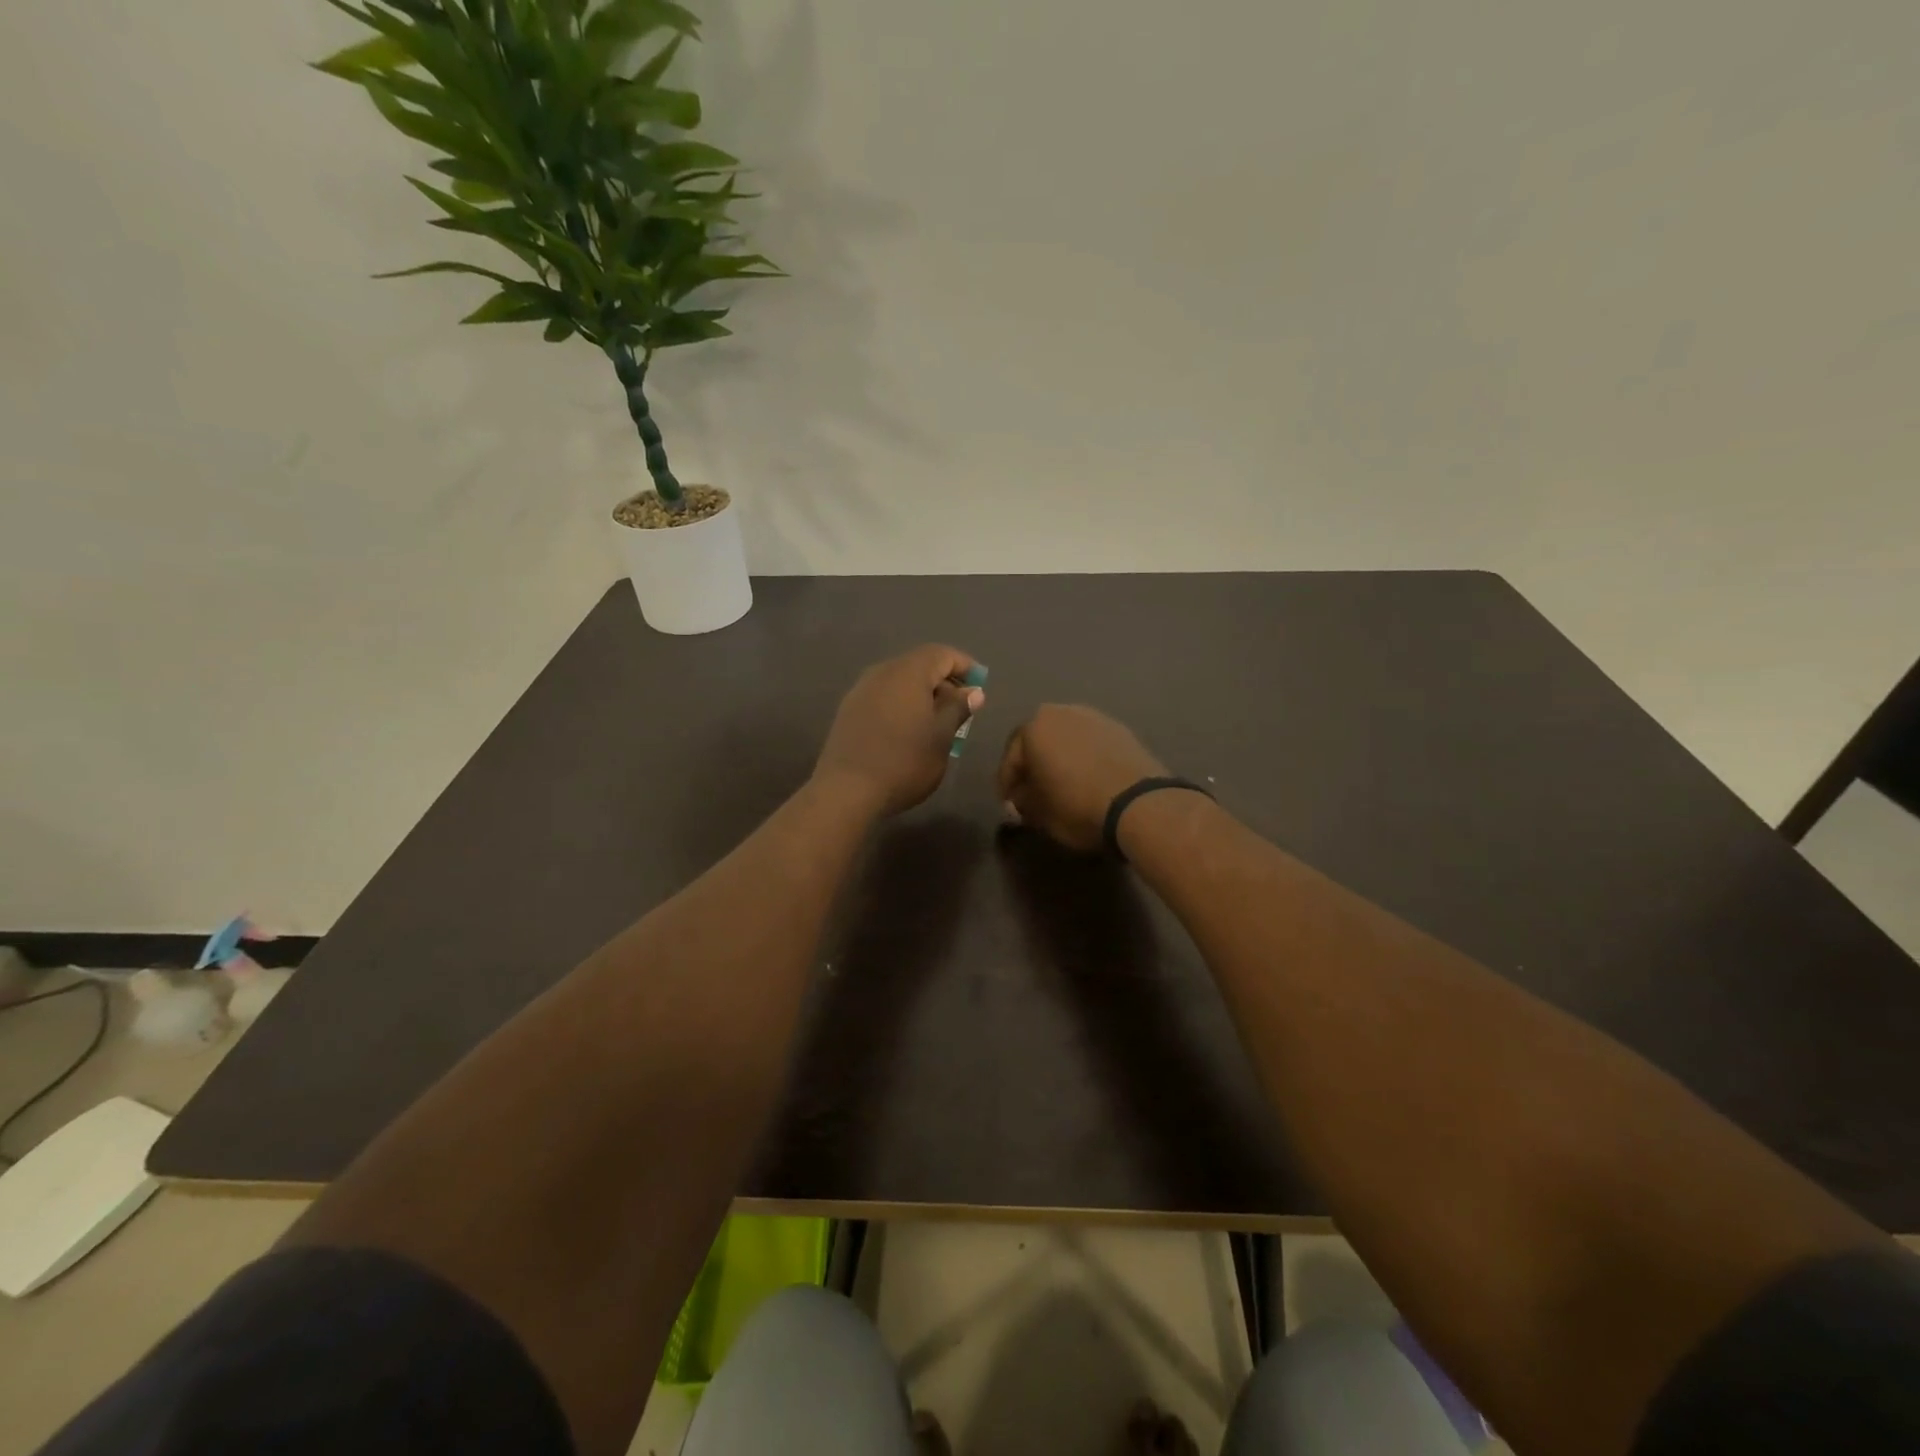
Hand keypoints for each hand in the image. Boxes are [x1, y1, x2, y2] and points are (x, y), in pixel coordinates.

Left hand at [814, 645, 984, 816]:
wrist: (846, 790)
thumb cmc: (904, 762)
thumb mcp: (941, 737)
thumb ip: (958, 708)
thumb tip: (973, 691)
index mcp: (908, 673)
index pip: (942, 654)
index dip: (965, 666)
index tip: (980, 687)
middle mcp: (882, 672)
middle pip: (919, 666)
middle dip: (944, 683)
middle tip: (961, 710)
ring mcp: (861, 690)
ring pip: (900, 683)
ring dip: (922, 696)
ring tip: (937, 725)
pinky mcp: (848, 711)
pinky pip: (883, 697)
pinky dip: (902, 706)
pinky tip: (908, 733)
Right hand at [997, 705, 1166, 852]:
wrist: (1139, 804)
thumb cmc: (1077, 806)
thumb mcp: (1039, 813)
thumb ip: (1023, 802)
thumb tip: (1021, 798)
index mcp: (1033, 728)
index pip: (1010, 759)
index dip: (1007, 786)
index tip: (1010, 806)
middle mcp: (1060, 713)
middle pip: (1038, 742)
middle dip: (1033, 766)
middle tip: (1033, 793)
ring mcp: (1093, 716)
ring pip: (1065, 739)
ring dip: (1059, 758)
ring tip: (1062, 785)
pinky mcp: (1119, 728)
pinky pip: (1090, 743)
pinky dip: (1083, 757)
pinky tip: (1087, 779)